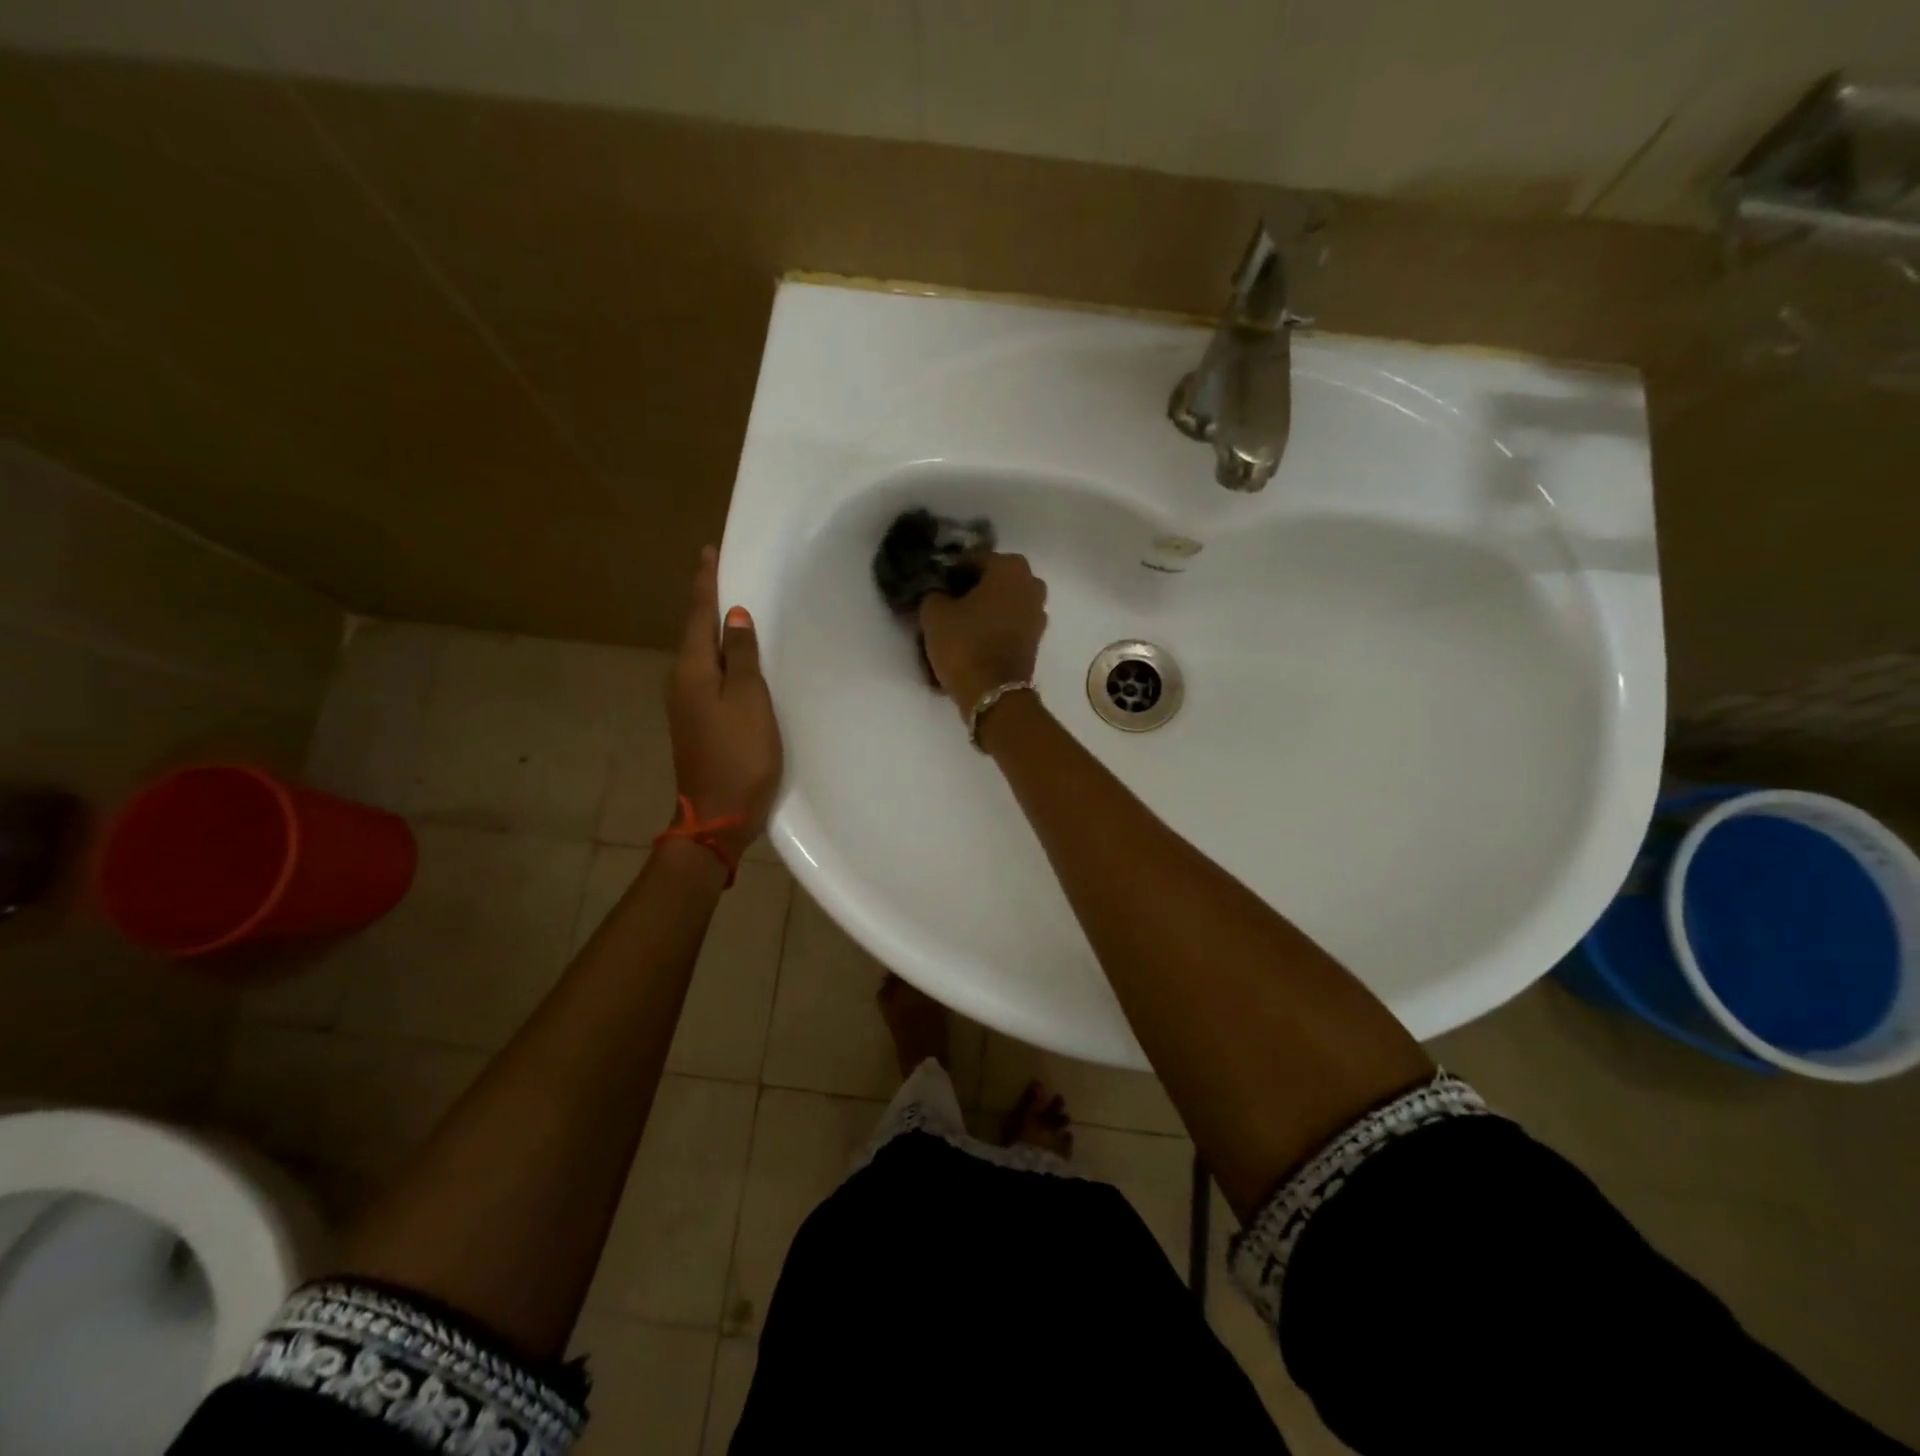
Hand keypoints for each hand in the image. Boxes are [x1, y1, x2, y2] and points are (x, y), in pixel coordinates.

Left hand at [665, 548, 782, 858]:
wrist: (719, 814)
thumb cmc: (740, 753)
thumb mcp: (749, 699)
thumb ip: (742, 656)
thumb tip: (734, 617)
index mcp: (692, 670)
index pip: (699, 615)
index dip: (706, 583)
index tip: (709, 551)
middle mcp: (681, 681)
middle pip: (695, 632)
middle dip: (708, 602)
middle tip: (725, 573)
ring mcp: (687, 704)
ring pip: (702, 655)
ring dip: (715, 630)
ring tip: (734, 608)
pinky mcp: (698, 722)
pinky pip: (709, 675)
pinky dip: (722, 658)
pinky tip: (736, 658)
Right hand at [918, 552, 1048, 716]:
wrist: (994, 694)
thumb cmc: (965, 644)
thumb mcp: (934, 614)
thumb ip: (933, 593)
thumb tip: (937, 591)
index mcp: (1010, 567)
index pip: (973, 559)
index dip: (950, 572)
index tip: (934, 587)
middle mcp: (1031, 583)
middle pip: (992, 580)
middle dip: (970, 589)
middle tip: (945, 605)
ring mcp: (1038, 612)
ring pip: (1002, 602)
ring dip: (983, 609)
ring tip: (958, 625)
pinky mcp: (1035, 638)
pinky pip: (1009, 623)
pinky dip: (994, 627)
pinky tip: (973, 639)